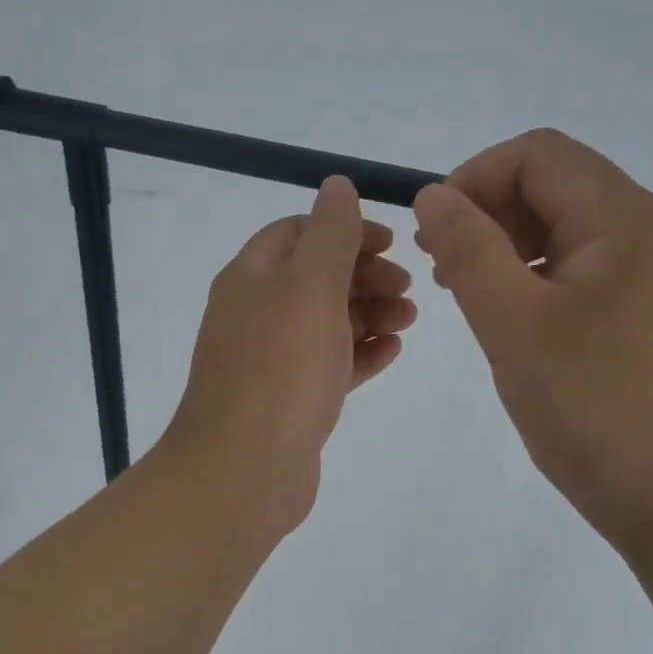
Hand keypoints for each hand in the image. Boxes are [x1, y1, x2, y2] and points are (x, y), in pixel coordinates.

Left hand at [160, 176, 414, 537]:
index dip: (345, 230)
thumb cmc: (281, 369)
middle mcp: (255, 313)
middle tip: (408, 289)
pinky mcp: (288, 400)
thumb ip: (330, 233)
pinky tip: (391, 354)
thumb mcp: (311, 286)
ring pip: (326, 322)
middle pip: (316, 277)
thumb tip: (336, 183)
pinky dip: (359, 354)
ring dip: (369, 313)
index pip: (298, 233)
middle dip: (365, 275)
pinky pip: (329, 365)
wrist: (244, 470)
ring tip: (408, 321)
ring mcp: (270, 360)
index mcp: (251, 277)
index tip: (391, 244)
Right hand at [413, 130, 652, 554]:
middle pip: (556, 184)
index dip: (475, 178)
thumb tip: (433, 195)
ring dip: (510, 244)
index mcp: (625, 219)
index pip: (539, 154)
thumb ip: (468, 248)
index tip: (434, 232)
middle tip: (444, 268)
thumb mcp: (513, 323)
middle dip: (489, 211)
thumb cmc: (593, 407)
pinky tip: (515, 320)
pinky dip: (539, 275)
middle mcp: (651, 231)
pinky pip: (587, 268)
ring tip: (470, 294)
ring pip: (569, 227)